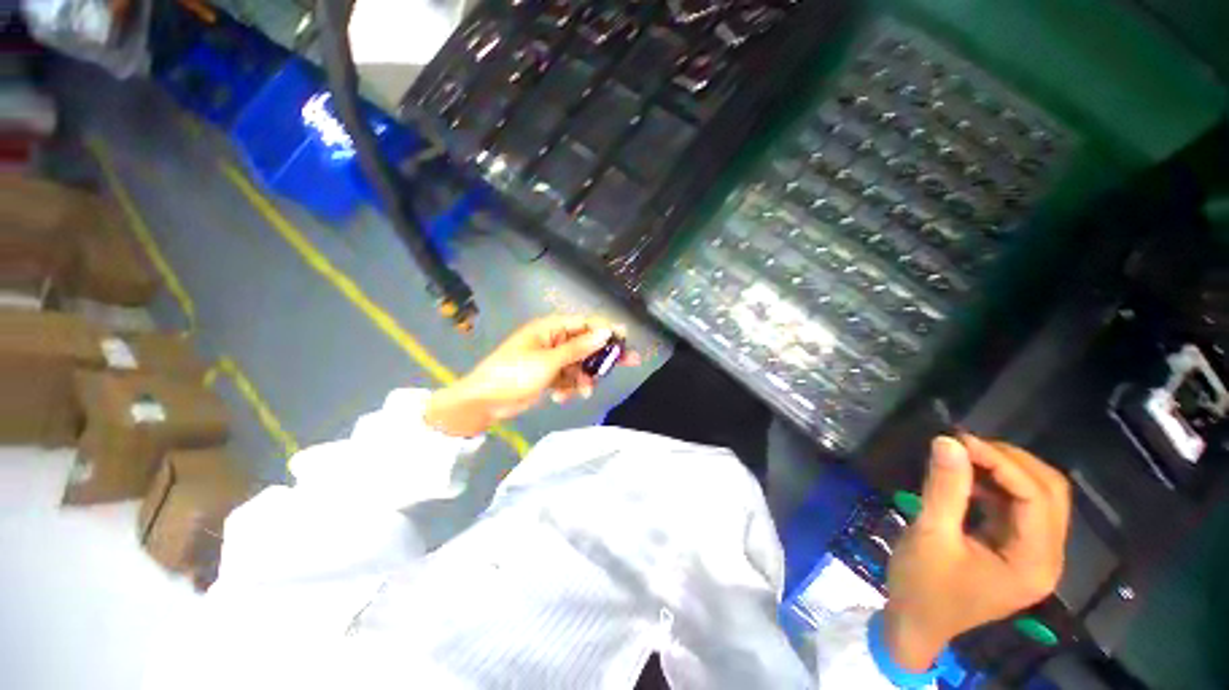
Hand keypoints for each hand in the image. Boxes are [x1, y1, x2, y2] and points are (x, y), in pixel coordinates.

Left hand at [424, 315, 639, 436]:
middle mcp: (553, 340)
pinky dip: (570, 387)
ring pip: (580, 364)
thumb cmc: (514, 374)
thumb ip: (578, 348)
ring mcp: (551, 359)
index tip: (626, 338)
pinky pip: (569, 378)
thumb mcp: (549, 361)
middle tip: (630, 362)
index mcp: (550, 329)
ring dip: (584, 378)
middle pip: (587, 344)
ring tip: (584, 391)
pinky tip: (561, 397)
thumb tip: (605, 333)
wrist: (484, 402)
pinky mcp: (548, 375)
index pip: (585, 323)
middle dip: (603, 356)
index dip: (607, 330)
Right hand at [884, 435, 1070, 670]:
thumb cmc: (922, 587)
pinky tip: (965, 478)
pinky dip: (995, 485)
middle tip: (964, 445)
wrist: (914, 624)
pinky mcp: (1016, 550)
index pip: (1036, 498)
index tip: (959, 440)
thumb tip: (947, 441)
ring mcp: (1034, 554)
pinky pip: (1018, 507)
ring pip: (1038, 496)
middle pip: (1049, 493)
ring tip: (963, 455)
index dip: (1002, 463)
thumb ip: (944, 488)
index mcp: (1034, 563)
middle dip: (1010, 462)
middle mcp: (1047, 558)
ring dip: (1004, 471)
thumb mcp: (930, 536)